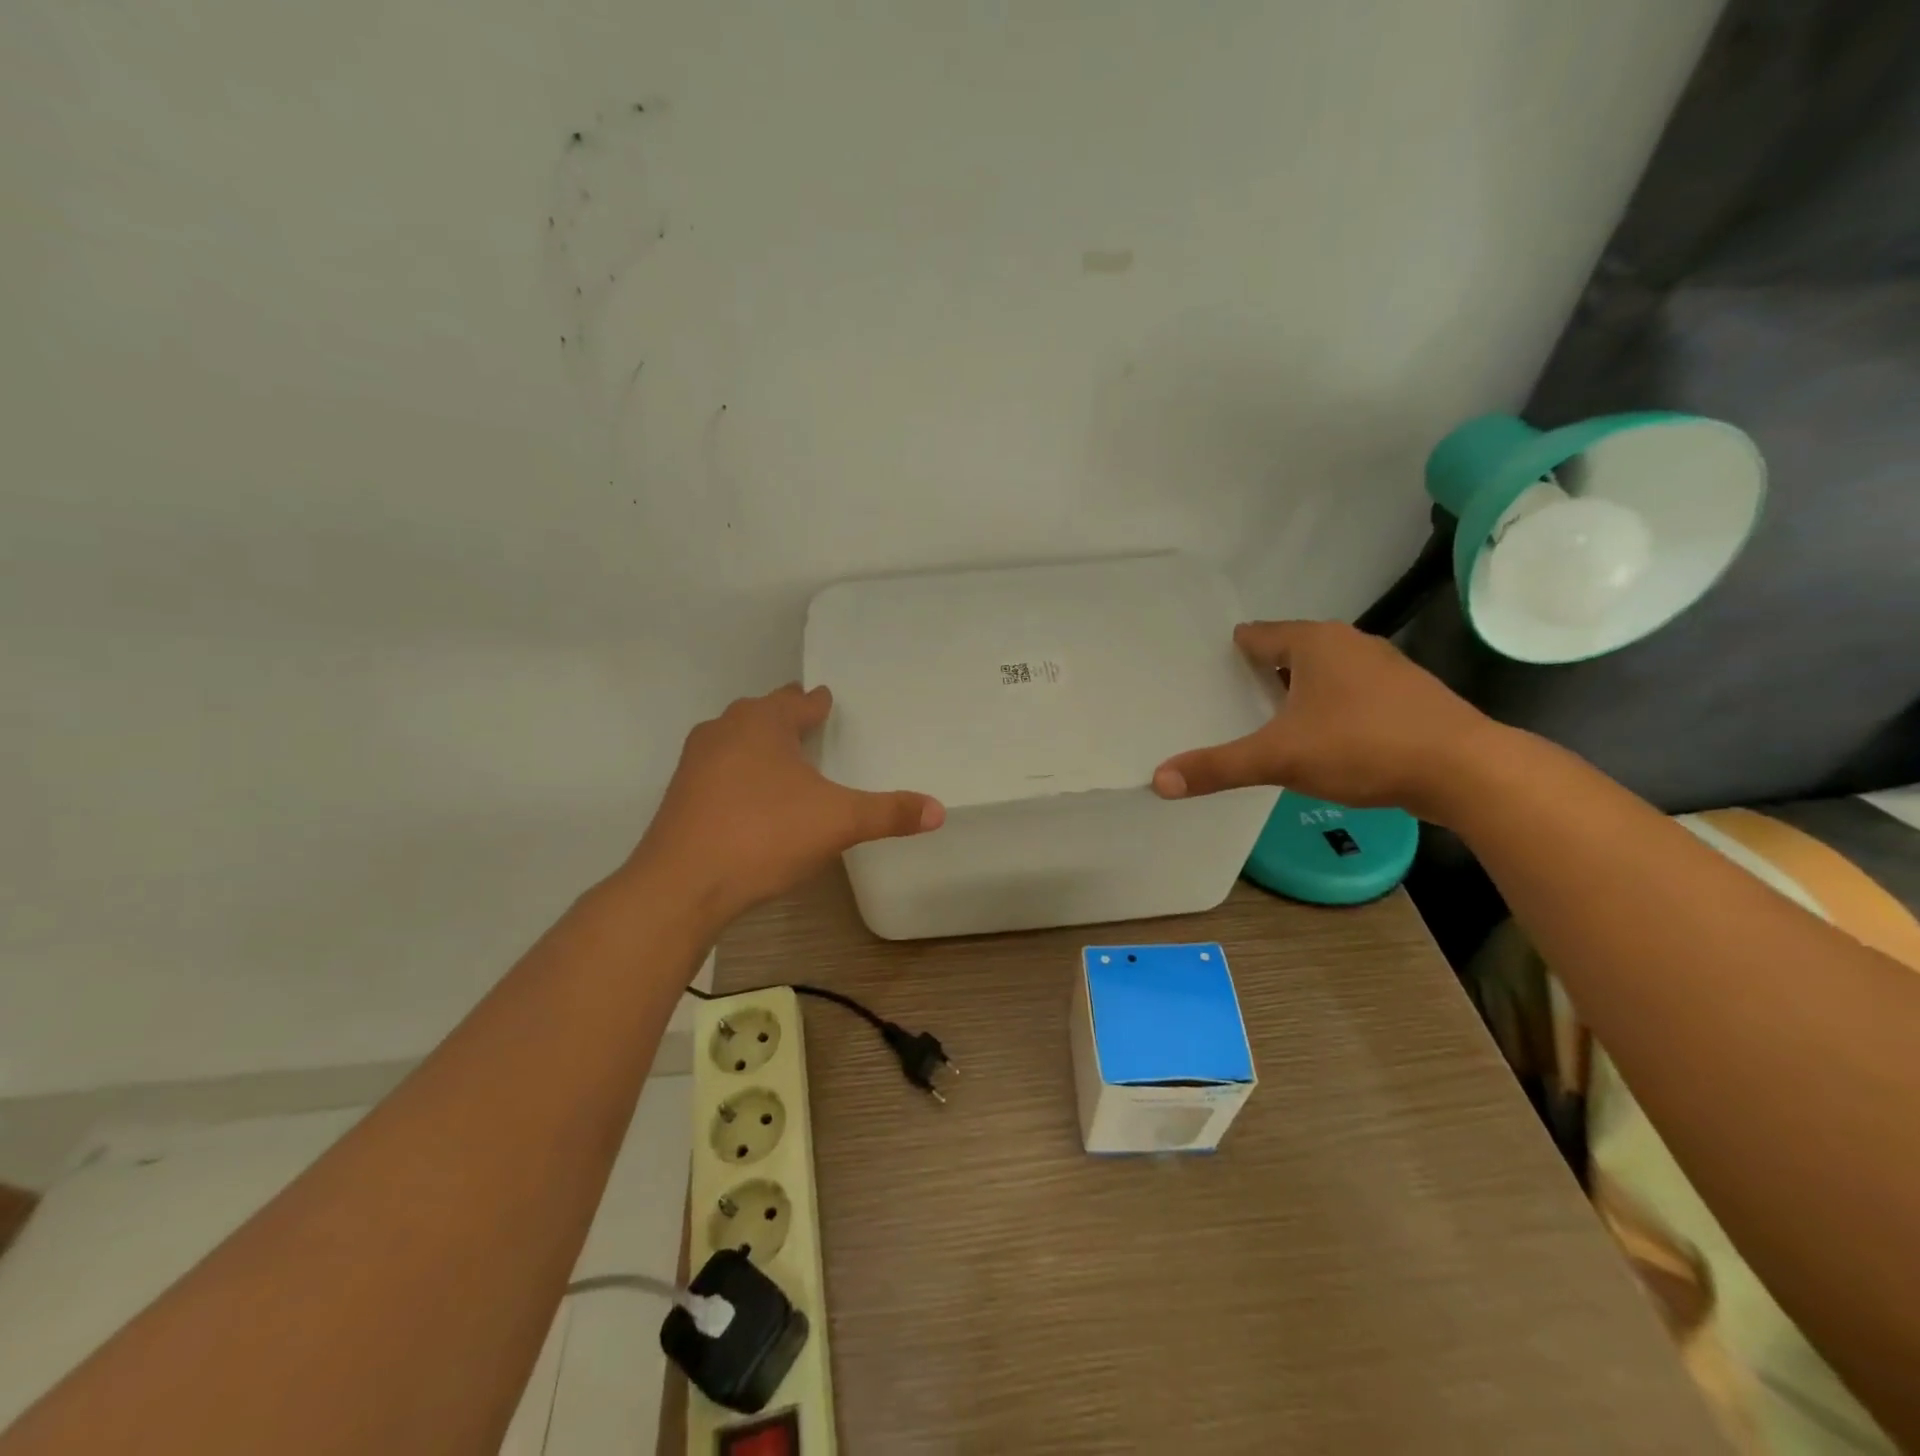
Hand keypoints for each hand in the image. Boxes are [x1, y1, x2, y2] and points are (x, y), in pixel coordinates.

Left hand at [630, 683, 942, 923]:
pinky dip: (737, 771)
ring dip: (757, 741)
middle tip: (808, 722)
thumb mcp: (839, 822)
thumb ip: (889, 813)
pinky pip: (717, 769)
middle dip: (784, 714)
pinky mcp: (679, 795)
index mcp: (763, 723)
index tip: (826, 700)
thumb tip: (939, 809)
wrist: (682, 884)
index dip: (816, 702)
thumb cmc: (765, 835)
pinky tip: (749, 796)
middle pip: (760, 712)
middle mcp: (725, 731)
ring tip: (780, 757)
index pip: (797, 700)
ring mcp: (696, 762)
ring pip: (733, 738)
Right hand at [1151, 621, 1499, 823]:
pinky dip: (1327, 707)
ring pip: (1322, 672)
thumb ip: (1218, 767)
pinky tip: (1318, 737)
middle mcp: (1349, 643)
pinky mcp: (1406, 696)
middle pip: (1289, 650)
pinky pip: (1349, 693)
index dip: (1229, 652)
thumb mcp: (1279, 759)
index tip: (1204, 671)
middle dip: (1259, 672)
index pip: (1256, 635)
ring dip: (1295, 691)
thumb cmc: (1363, 747)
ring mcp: (1383, 667)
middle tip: (1224, 699)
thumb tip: (1158, 780)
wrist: (1465, 771)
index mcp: (1315, 642)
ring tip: (1264, 720)